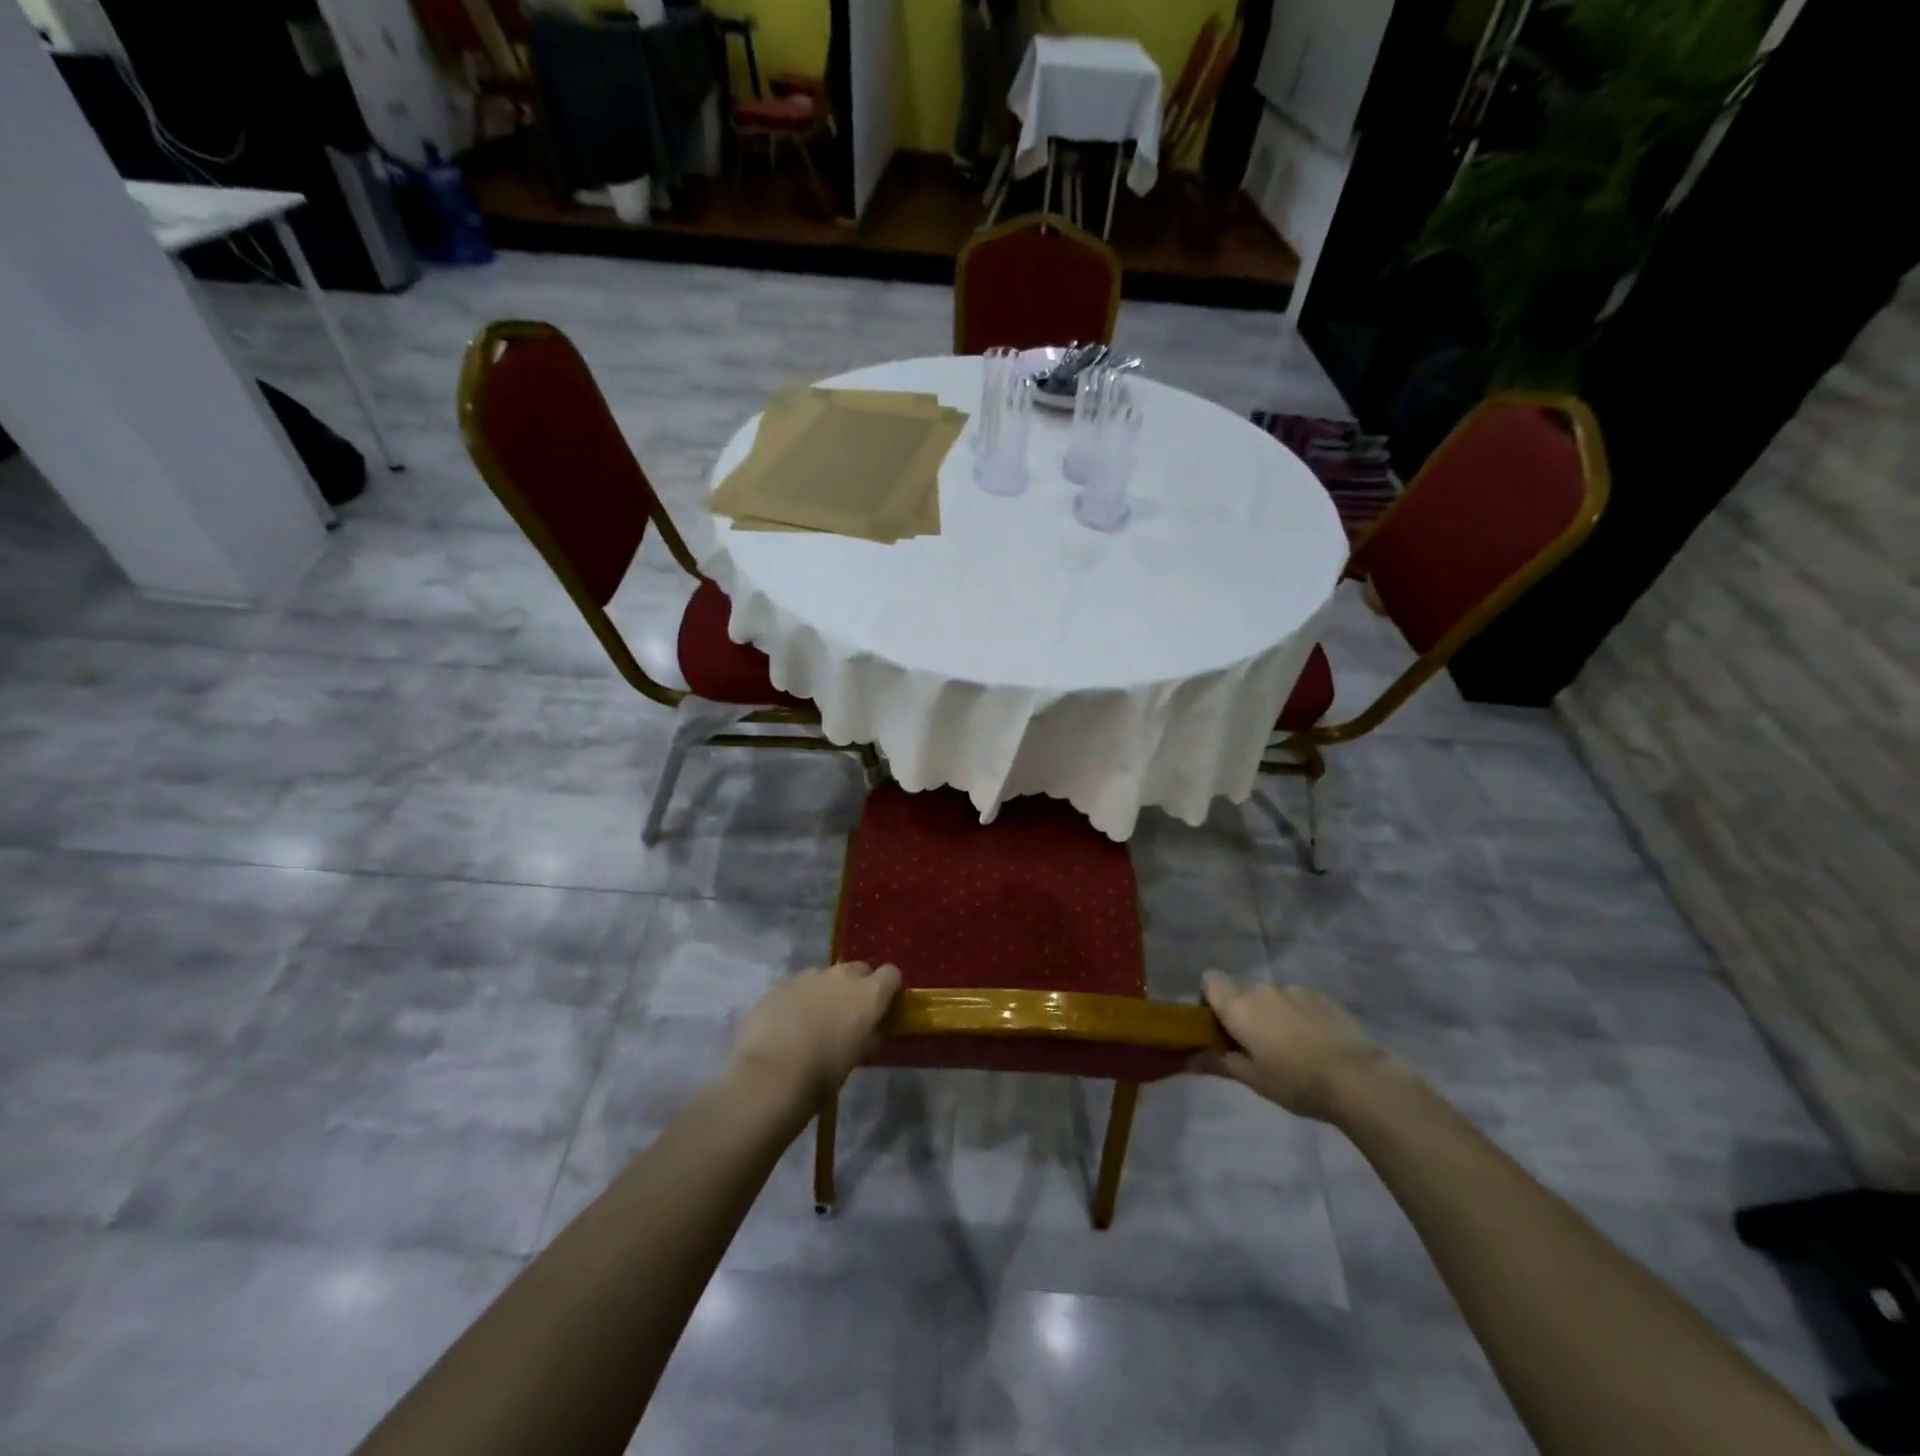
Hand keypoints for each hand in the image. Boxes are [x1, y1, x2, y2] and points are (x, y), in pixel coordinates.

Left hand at [728, 961, 901, 1105]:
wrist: (770, 1076)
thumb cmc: (822, 1074)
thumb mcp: (856, 1058)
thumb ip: (867, 1036)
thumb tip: (870, 1031)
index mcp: (869, 994)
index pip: (891, 974)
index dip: (888, 988)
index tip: (882, 1005)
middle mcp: (843, 975)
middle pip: (859, 969)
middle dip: (857, 986)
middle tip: (847, 1013)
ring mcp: (810, 975)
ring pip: (827, 976)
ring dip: (826, 991)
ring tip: (813, 1019)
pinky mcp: (783, 982)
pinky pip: (800, 984)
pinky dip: (801, 997)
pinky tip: (789, 1022)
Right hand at [1194, 971, 1394, 1121]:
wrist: (1359, 1078)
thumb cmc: (1296, 1081)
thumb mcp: (1252, 1079)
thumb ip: (1218, 1063)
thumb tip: (1187, 1059)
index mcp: (1239, 1006)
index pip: (1210, 981)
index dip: (1209, 1000)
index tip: (1219, 1028)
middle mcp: (1262, 989)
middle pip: (1242, 994)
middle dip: (1244, 1016)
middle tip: (1256, 1049)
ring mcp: (1294, 991)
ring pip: (1271, 999)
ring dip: (1272, 1017)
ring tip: (1292, 1050)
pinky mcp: (1322, 997)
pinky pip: (1297, 1002)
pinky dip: (1298, 1017)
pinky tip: (1315, 1045)